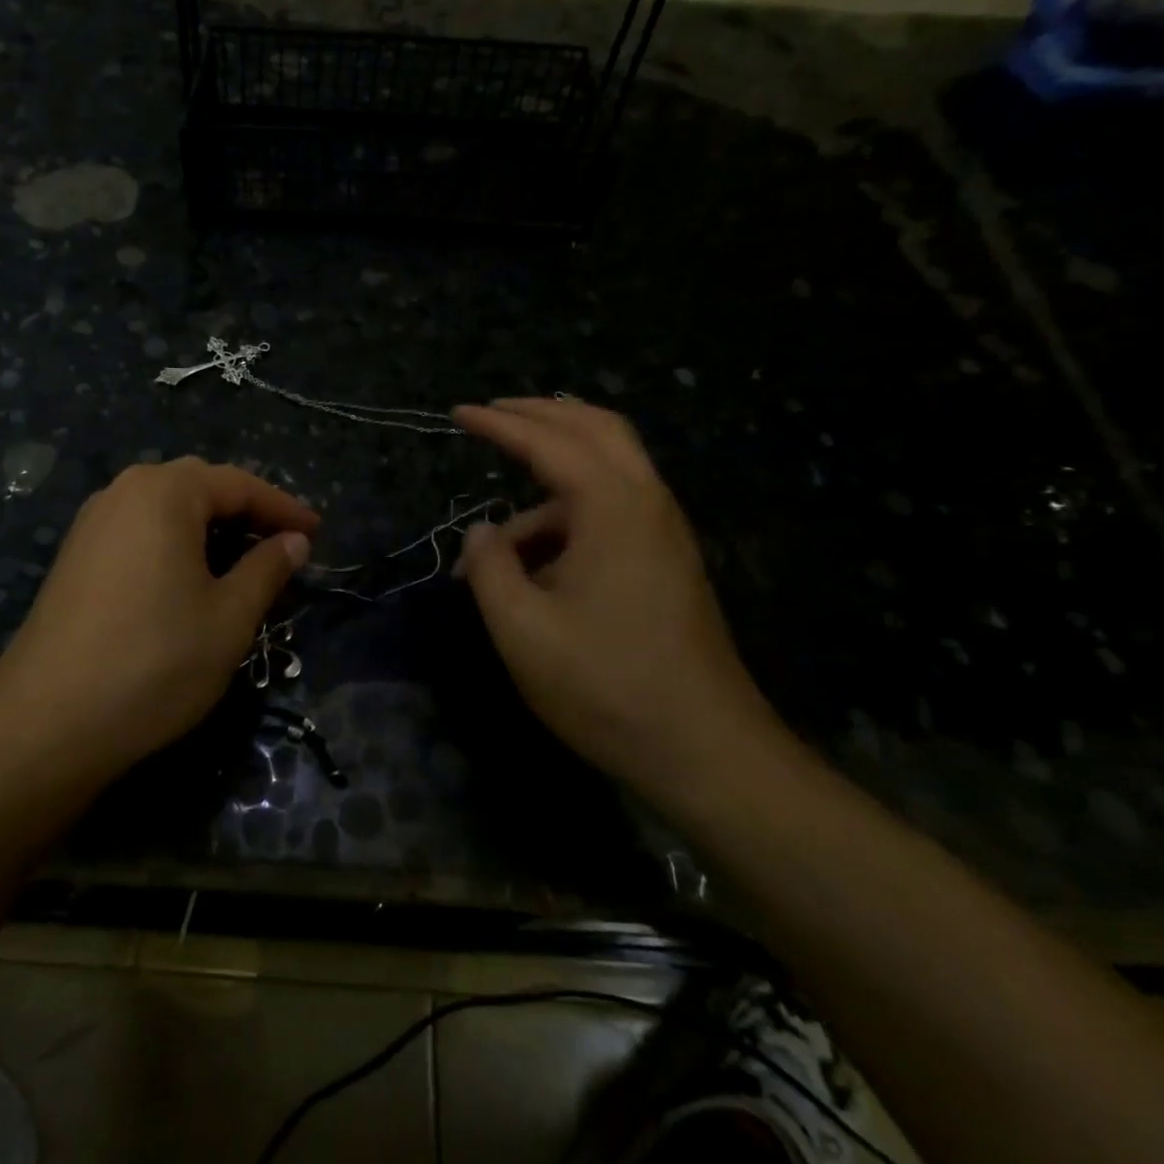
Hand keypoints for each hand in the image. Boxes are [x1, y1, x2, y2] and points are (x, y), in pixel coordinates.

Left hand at [0, 458, 317, 776]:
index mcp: (164, 492)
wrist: (48, 722)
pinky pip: (138, 531)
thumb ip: (267, 569)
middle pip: (199, 487)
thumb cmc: (155, 661)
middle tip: (283, 545)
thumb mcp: (230, 617)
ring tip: (242, 562)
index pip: (239, 484)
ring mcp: (91, 523)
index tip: (318, 534)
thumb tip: (294, 541)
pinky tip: (188, 579)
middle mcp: (123, 492)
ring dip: (209, 528)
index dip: (284, 508)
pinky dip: (174, 544)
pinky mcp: (74, 557)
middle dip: (246, 512)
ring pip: (165, 509)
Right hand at [453, 398, 773, 792]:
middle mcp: (647, 503)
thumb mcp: (522, 629)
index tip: (458, 413)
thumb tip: (481, 533)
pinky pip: (613, 510)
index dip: (499, 423)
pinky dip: (568, 516)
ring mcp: (664, 533)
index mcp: (613, 507)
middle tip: (493, 414)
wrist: (705, 750)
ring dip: (549, 483)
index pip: (548, 441)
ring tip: (496, 547)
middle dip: (540, 415)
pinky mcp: (667, 562)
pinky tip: (534, 567)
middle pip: (596, 429)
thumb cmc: (605, 685)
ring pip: (607, 471)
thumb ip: (490, 568)